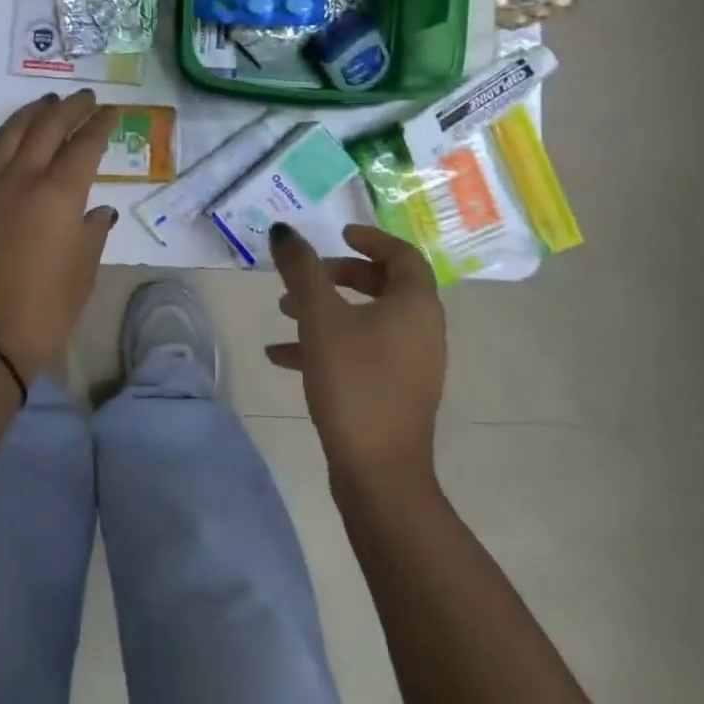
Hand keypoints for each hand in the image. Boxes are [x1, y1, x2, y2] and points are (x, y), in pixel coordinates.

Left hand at [0, 90, 117, 377]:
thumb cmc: (44, 310)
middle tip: (85, 98)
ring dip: (31, 113)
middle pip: (47, 127)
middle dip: (70, 107)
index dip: (101, 125)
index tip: (112, 111)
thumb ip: (92, 232)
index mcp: (59, 194)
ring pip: (10, 132)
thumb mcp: (83, 271)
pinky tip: (1, 137)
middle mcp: (23, 178)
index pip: (85, 145)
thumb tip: (98, 211)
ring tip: (46, 103)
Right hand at [267, 223, 446, 483]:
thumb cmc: (354, 382)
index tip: (339, 235)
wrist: (379, 473)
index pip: (402, 255)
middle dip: (339, 275)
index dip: (371, 238)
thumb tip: (283, 231)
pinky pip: (361, 352)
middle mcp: (422, 330)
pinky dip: (328, 345)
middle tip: (306, 275)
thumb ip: (301, 269)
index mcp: (415, 305)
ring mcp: (411, 365)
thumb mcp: (320, 318)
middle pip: (383, 285)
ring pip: (368, 321)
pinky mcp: (394, 392)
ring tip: (283, 312)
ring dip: (327, 310)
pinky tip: (282, 357)